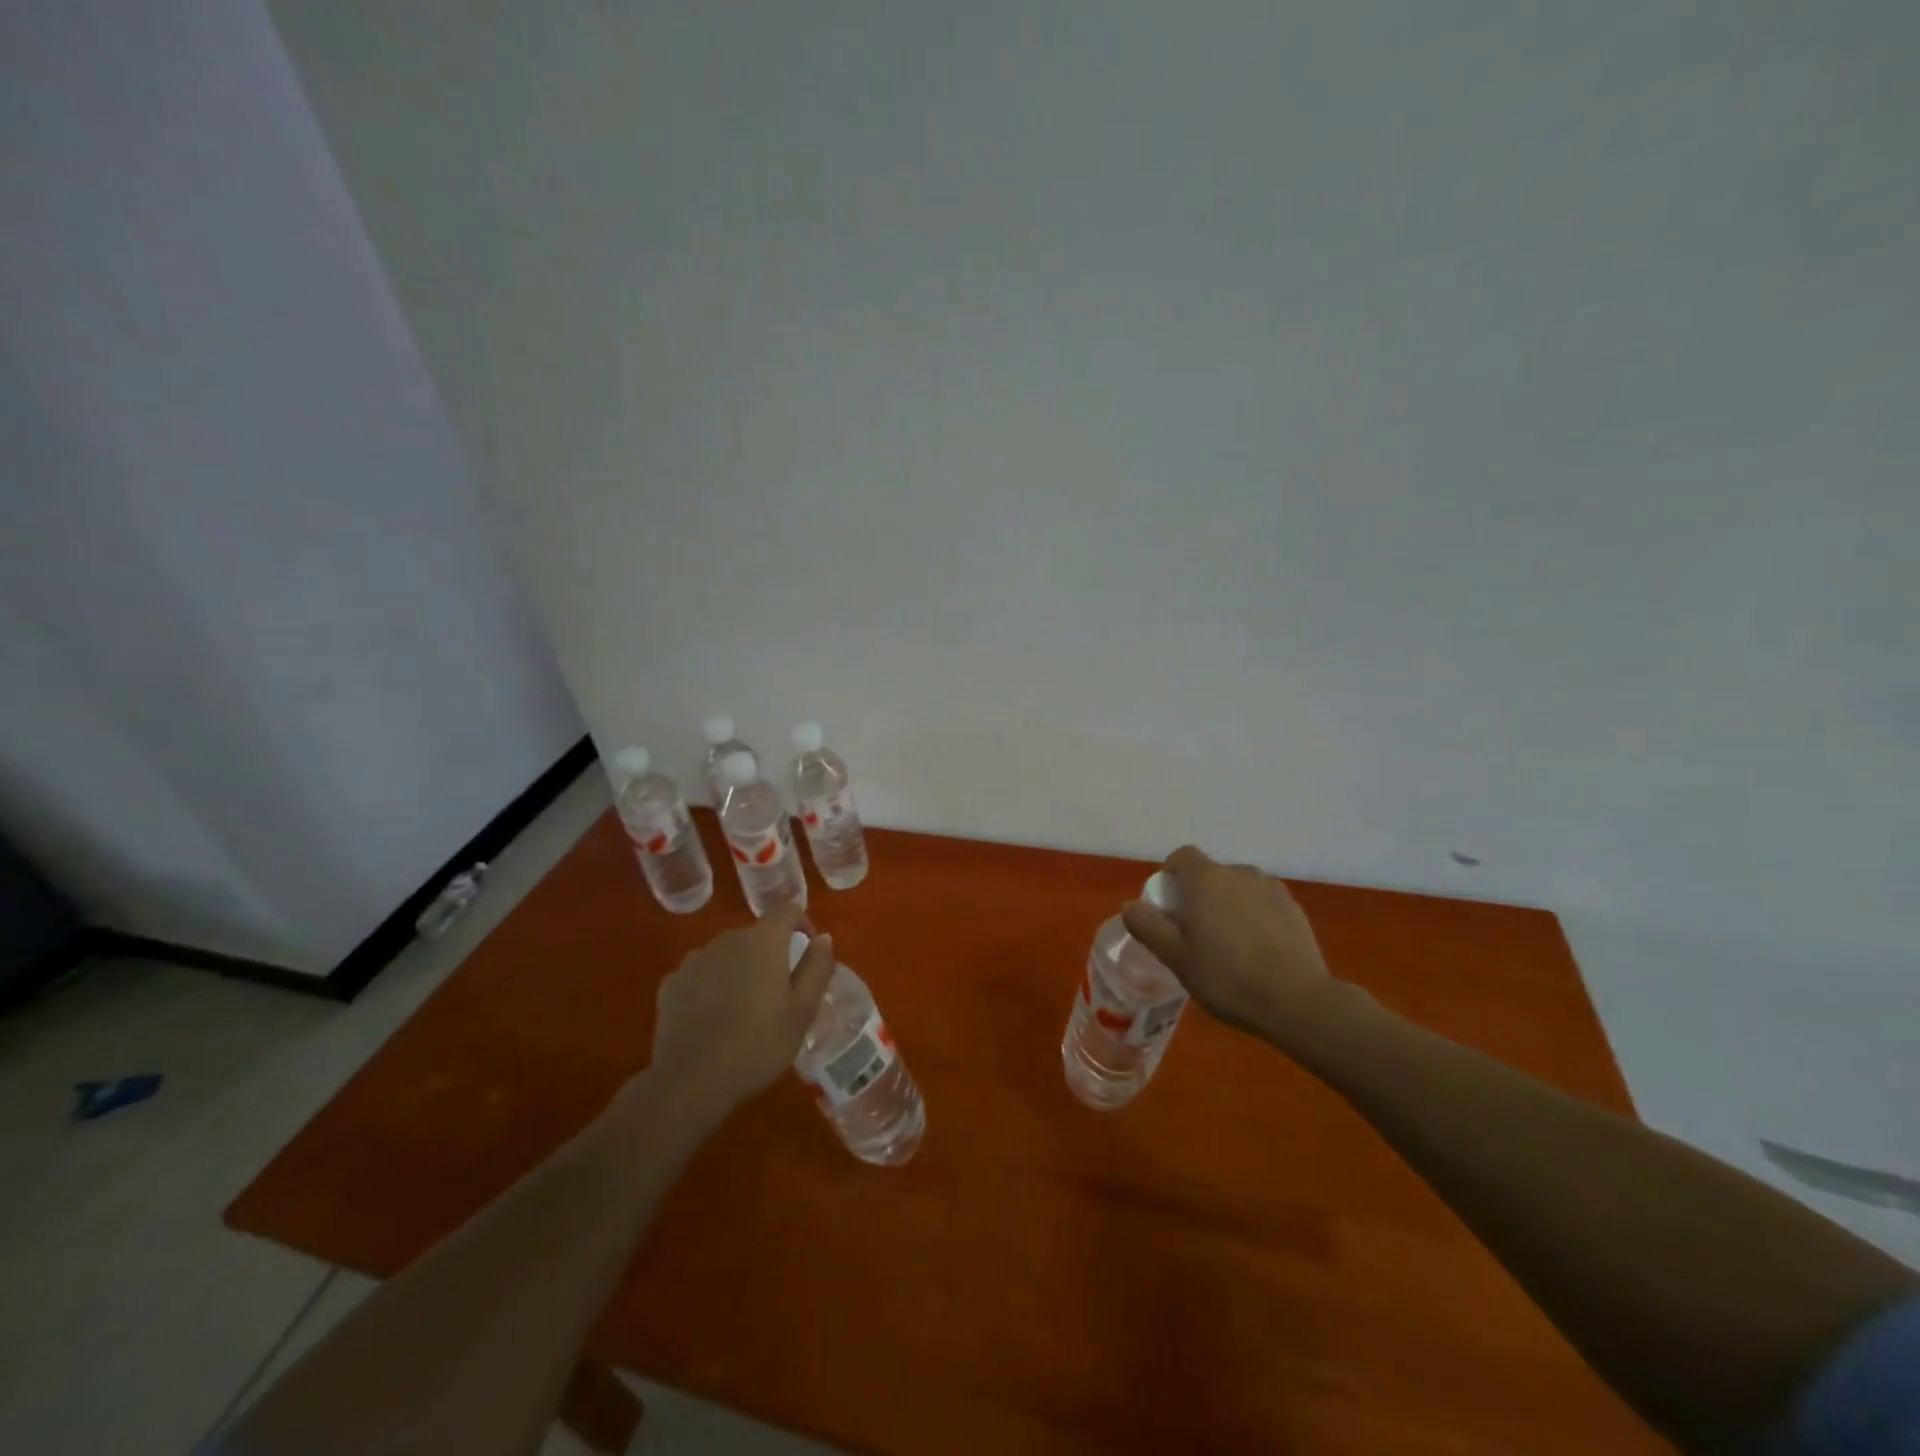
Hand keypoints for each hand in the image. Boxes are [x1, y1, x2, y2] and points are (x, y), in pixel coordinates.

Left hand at [649, 903, 836, 1119]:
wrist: (690, 1082)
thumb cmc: (757, 1045)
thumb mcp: (802, 1012)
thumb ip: (817, 968)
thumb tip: (823, 938)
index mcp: (763, 941)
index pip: (787, 910)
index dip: (802, 923)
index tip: (807, 951)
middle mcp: (727, 939)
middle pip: (756, 934)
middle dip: (770, 954)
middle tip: (777, 993)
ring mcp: (695, 959)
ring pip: (727, 954)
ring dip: (740, 969)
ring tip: (743, 1008)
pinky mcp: (671, 983)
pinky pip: (701, 973)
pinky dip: (712, 985)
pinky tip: (713, 1019)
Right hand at [1122, 845, 1359, 1054]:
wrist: (1297, 1002)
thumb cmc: (1226, 976)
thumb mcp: (1175, 957)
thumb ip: (1148, 926)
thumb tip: (1131, 905)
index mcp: (1206, 879)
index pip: (1182, 856)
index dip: (1171, 875)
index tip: (1169, 907)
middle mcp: (1239, 873)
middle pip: (1211, 874)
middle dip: (1200, 896)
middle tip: (1196, 935)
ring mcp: (1271, 889)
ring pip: (1239, 889)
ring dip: (1229, 906)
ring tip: (1230, 947)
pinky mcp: (1295, 910)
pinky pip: (1264, 905)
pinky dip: (1255, 919)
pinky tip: (1258, 954)